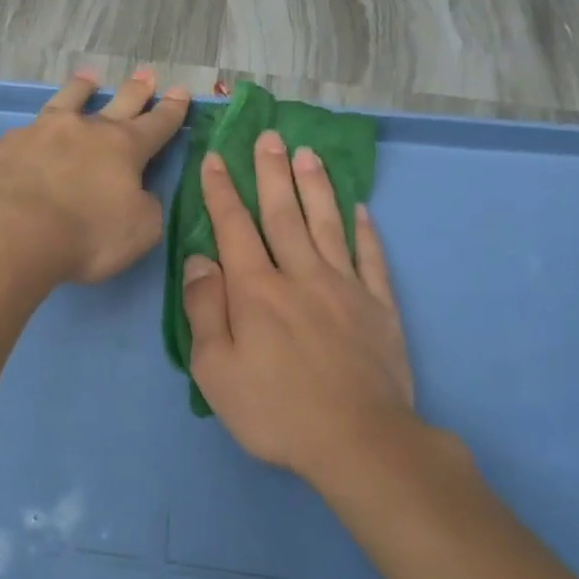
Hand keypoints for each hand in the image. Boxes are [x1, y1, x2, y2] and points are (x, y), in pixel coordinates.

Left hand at [0, 68, 189, 284]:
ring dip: (75, 90)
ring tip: (86, 76)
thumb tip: (139, 196)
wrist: (12, 232)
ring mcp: (33, 135)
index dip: (172, 112)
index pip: (155, 126)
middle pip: (114, 105)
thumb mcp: (140, 231)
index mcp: (121, 150)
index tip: (182, 93)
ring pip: (59, 103)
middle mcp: (79, 132)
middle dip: (134, 91)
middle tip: (146, 74)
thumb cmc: (85, 236)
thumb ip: (145, 209)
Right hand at [182, 130, 417, 485]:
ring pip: (327, 224)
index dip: (221, 191)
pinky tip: (360, 209)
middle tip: (269, 136)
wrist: (358, 441)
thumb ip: (205, 310)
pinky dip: (364, 230)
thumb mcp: (216, 369)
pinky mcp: (379, 307)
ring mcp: (345, 288)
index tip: (215, 158)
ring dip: (315, 186)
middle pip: (283, 213)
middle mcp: (300, 275)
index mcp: (256, 290)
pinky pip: (371, 258)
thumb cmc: (275, 410)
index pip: (234, 228)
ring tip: (307, 154)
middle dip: (271, 173)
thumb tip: (200, 261)